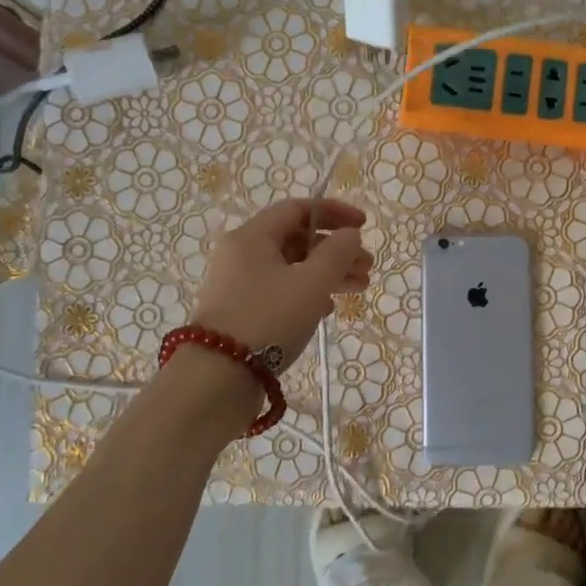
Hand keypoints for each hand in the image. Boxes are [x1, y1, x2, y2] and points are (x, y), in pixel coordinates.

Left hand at [189, 198, 371, 361]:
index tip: (363, 226)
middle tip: (367, 268)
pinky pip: (280, 290)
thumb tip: (349, 235)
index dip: (334, 213)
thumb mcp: (311, 283)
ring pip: (291, 268)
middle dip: (336, 251)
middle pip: (296, 240)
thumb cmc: (268, 319)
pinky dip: (307, 293)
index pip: (297, 209)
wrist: (218, 376)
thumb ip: (337, 253)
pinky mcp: (241, 311)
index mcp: (252, 237)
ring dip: (327, 274)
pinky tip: (327, 309)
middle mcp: (241, 254)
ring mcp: (238, 284)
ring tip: (358, 289)